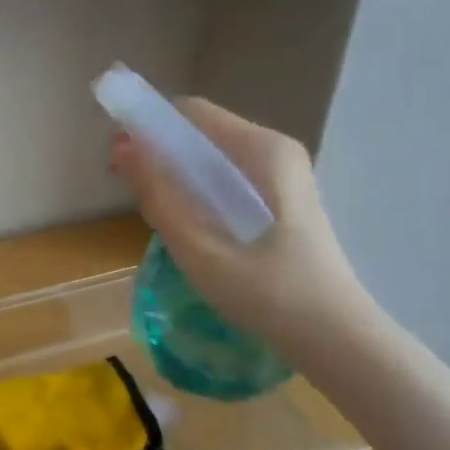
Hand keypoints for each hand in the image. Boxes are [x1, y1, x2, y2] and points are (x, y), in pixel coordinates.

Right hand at [109, 96, 370, 359]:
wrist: (331, 335)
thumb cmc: (264, 289)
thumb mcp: (196, 244)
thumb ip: (156, 192)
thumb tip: (119, 147)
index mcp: (261, 150)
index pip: (190, 113)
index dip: (147, 127)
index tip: (118, 159)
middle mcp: (274, 150)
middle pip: (201, 133)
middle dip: (158, 154)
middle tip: (129, 191)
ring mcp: (280, 175)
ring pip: (211, 158)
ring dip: (175, 176)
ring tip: (155, 214)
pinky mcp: (280, 198)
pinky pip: (225, 179)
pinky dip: (197, 192)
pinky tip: (188, 227)